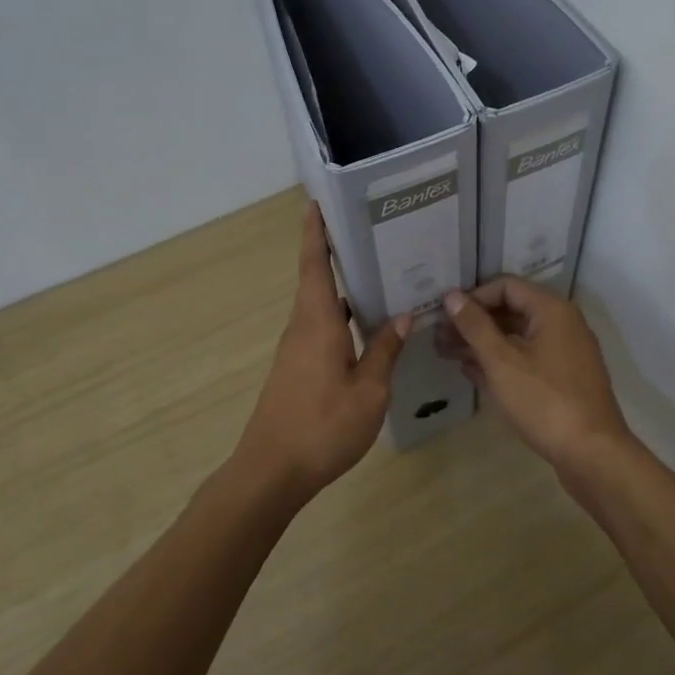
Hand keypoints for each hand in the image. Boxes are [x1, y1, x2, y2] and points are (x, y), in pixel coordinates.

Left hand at [238, 202, 409, 498]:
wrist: (271, 472)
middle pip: (316, 280)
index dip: (315, 232)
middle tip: (369, 235)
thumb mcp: (369, 391)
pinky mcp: (295, 370)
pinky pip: (320, 329)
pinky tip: (365, 329)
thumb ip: (385, 351)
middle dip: (334, 254)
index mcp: (318, 322)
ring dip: (342, 288)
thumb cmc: (323, 426)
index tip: (316, 202)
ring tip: (377, 277)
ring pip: (320, 307)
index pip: (314, 264)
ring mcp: (295, 350)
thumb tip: (403, 316)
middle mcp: (302, 328)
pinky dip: (341, 318)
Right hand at [438, 276, 637, 474]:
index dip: (473, 297)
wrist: (592, 453)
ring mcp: (565, 353)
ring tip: (447, 354)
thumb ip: (475, 326)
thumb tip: (452, 295)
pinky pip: (527, 359)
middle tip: (439, 338)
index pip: (505, 286)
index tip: (444, 315)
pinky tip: (472, 373)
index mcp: (551, 310)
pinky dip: (501, 362)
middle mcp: (562, 324)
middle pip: (511, 311)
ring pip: (517, 337)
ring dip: (483, 344)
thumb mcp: (501, 361)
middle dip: (474, 323)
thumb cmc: (544, 400)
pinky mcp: (563, 379)